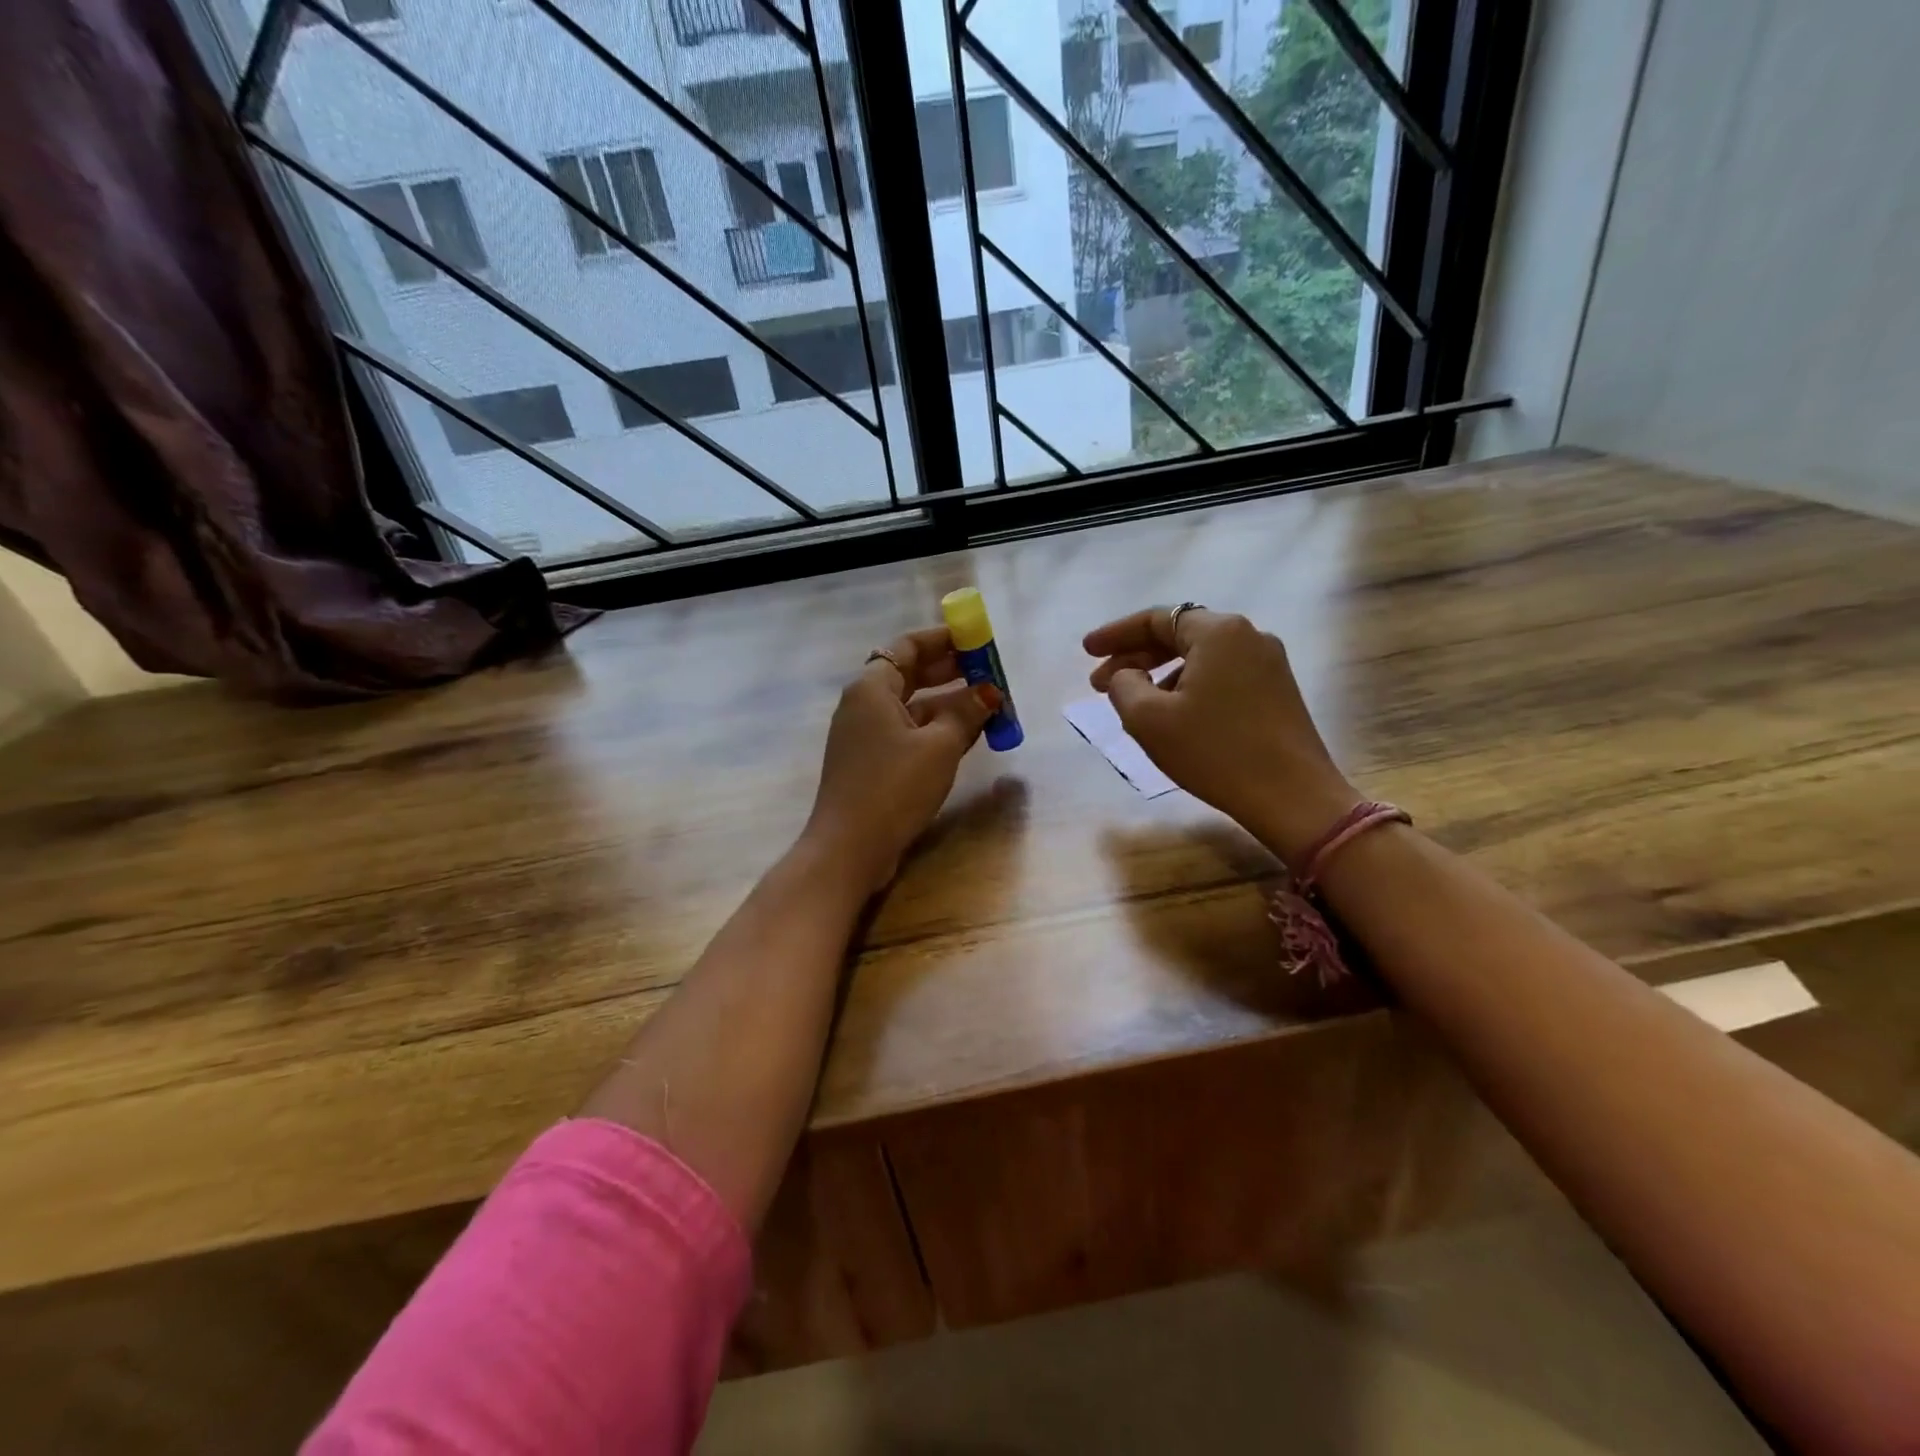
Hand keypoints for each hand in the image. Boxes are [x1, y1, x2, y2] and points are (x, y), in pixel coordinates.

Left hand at [805, 626, 997, 895]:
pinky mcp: (871, 763)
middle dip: (951, 671)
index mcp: (871, 688)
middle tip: (989, 671)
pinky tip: (967, 736)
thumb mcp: (939, 746)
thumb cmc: (893, 787)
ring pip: (912, 707)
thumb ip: (966, 713)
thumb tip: (990, 693)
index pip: (907, 647)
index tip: (976, 640)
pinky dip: (936, 729)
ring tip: (989, 705)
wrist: (849, 848)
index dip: (943, 640)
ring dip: (949, 704)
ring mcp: (865, 736)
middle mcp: (863, 705)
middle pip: (910, 674)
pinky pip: (908, 733)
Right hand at [1085, 607, 1360, 864]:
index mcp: (1218, 632)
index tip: (1086, 652)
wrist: (1292, 797)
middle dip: (1135, 657)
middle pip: (1179, 635)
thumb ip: (1124, 686)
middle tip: (1100, 684)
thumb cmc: (1214, 752)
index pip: (1155, 619)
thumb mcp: (1149, 719)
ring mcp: (1269, 663)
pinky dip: (1189, 687)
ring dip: (1161, 675)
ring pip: (1200, 658)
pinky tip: (1172, 715)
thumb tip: (1128, 675)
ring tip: (1133, 704)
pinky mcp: (1278, 691)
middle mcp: (1248, 636)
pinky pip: (1221, 676)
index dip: (1115, 634)